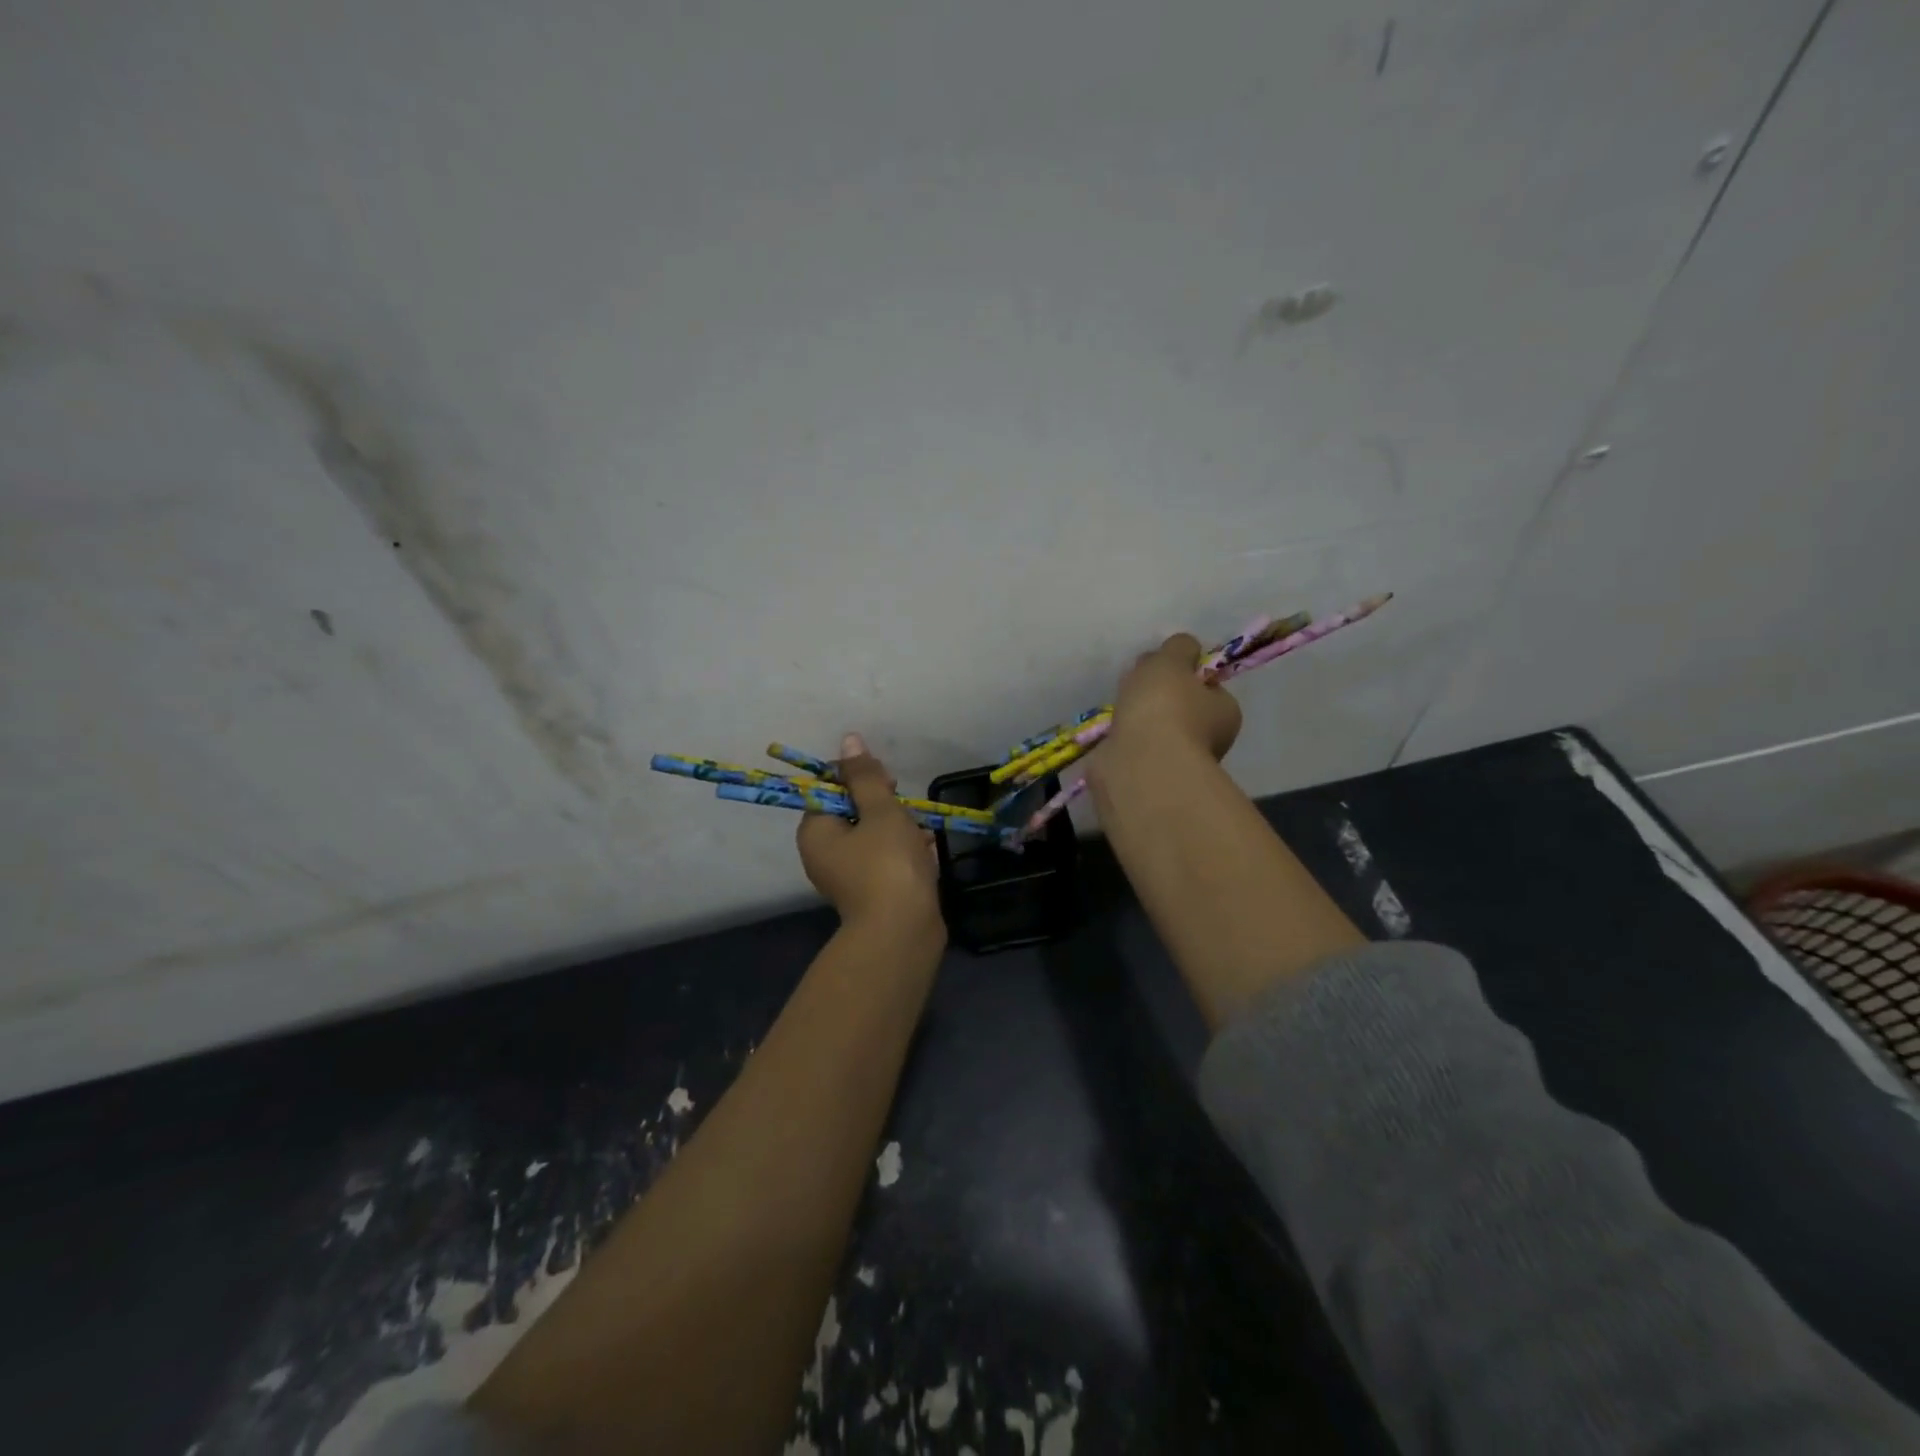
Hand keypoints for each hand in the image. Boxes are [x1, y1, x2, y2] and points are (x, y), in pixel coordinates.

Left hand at [797, 734, 942, 935]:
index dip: (860, 779)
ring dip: (901, 830)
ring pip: (875, 836)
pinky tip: (926, 855)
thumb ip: (865, 776)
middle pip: (854, 812)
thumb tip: (849, 740)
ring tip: (920, 838)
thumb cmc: (887, 863)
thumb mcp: (880, 810)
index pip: (831, 788)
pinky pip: (887, 861)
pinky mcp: (872, 893)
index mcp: (816, 831)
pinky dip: (906, 854)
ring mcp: (848, 877)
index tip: (888, 784)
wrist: (903, 932)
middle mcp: (824, 854)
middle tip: (906, 812)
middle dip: (885, 807)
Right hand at [1110, 633, 1242, 760]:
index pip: (1207, 685)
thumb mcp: (1173, 659)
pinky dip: (1125, 739)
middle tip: (1134, 685)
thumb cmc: (1165, 707)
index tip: (1160, 666)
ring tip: (1119, 708)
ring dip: (1139, 719)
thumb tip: (1182, 648)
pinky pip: (1136, 748)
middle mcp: (1209, 740)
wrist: (1139, 764)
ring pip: (1156, 729)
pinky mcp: (1148, 776)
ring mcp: (1177, 761)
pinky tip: (1113, 732)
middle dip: (1157, 697)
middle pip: (1180, 707)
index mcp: (1226, 711)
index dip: (1184, 672)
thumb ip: (1179, 647)